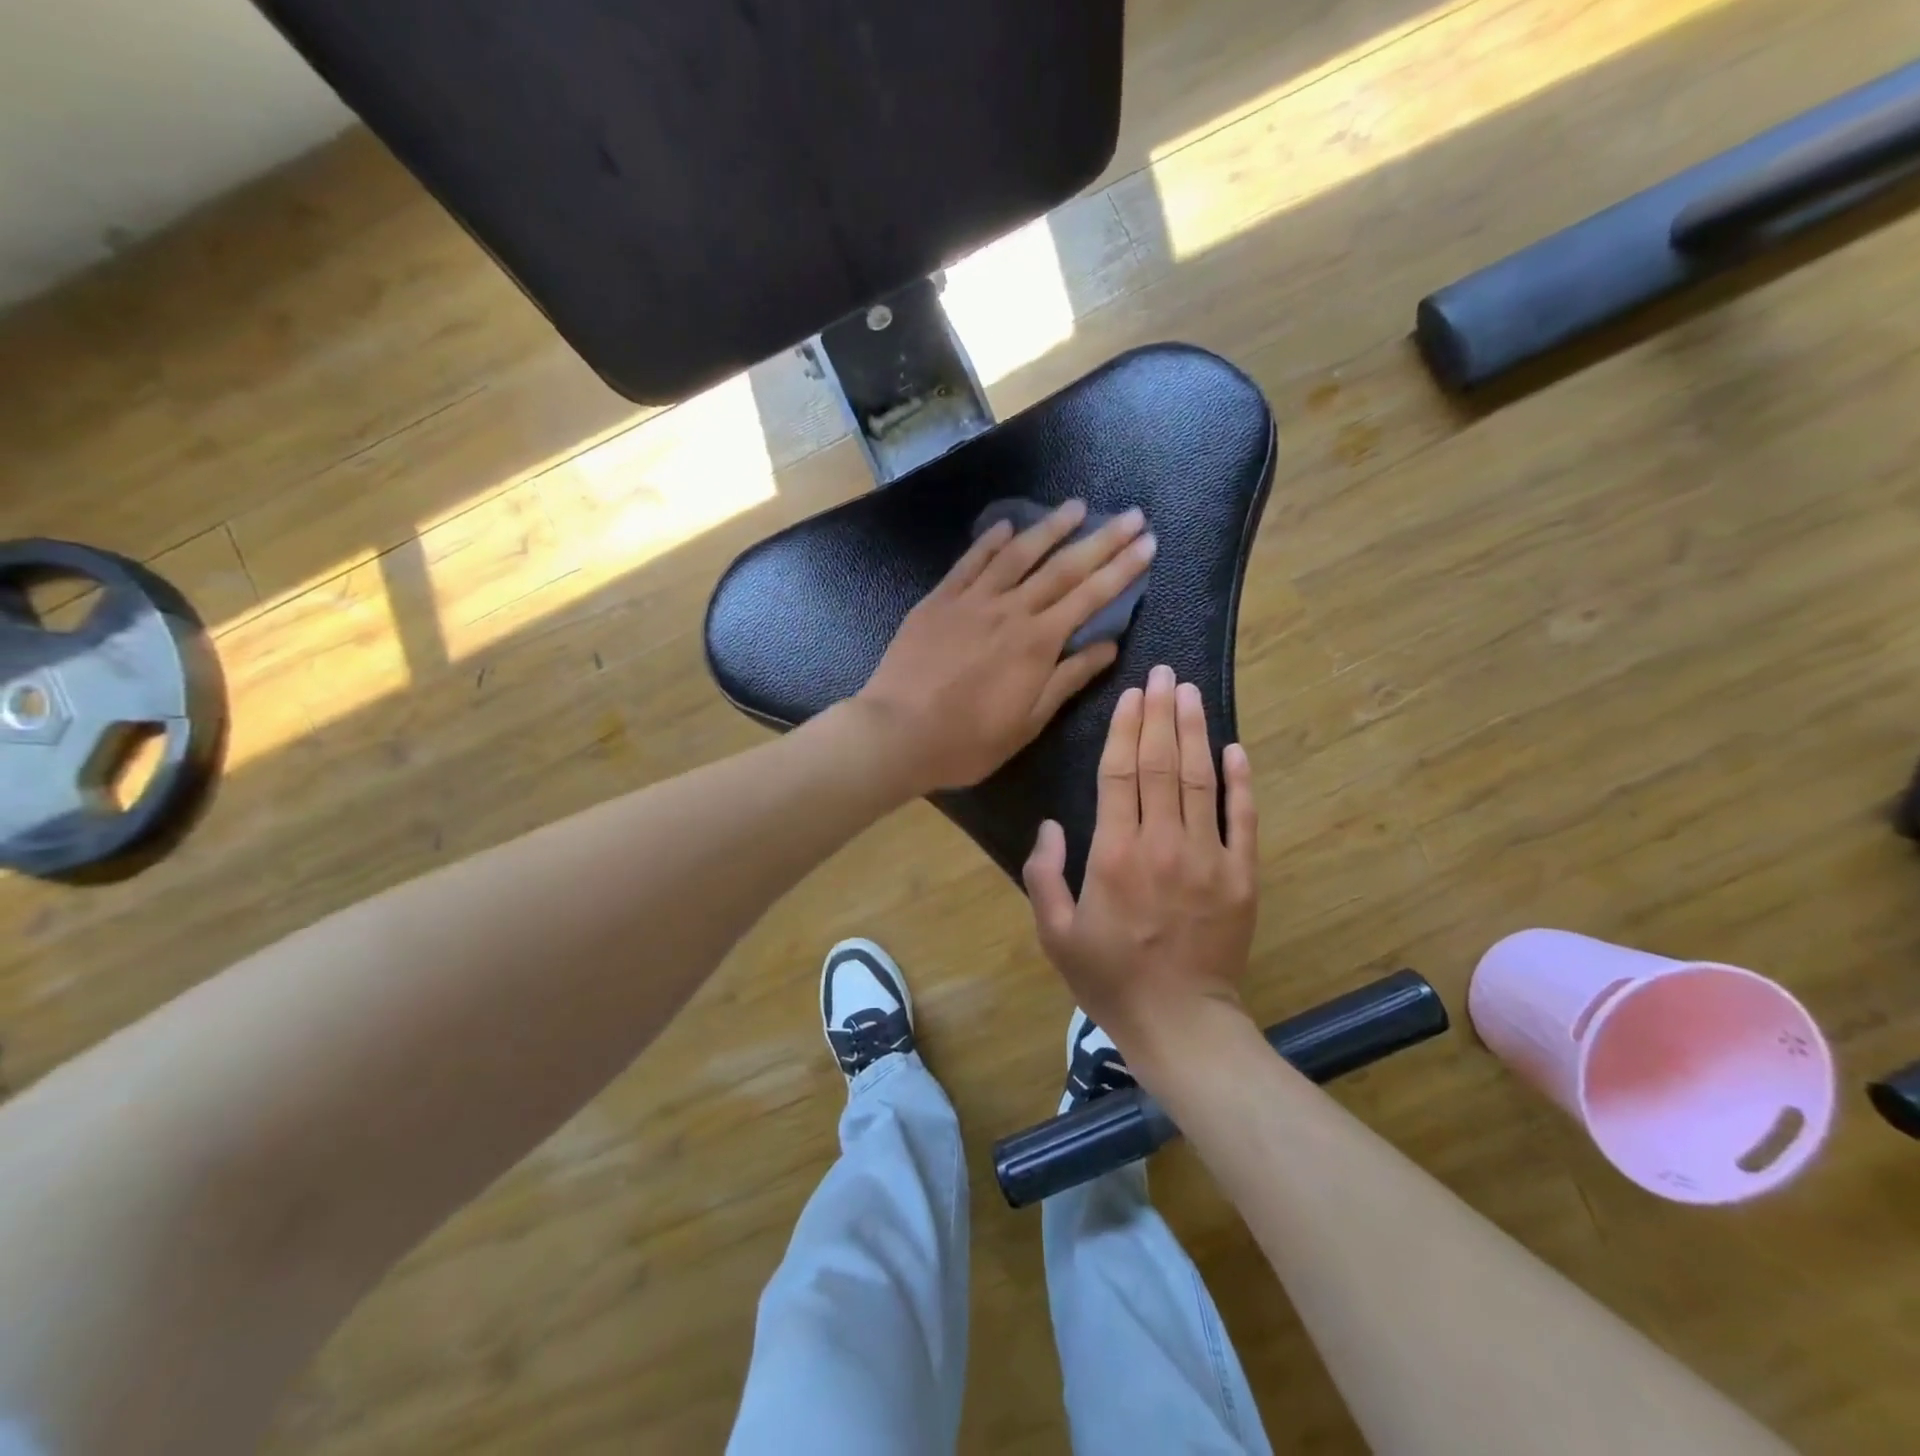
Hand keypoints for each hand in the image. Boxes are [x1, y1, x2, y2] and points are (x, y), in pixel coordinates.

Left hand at [855, 500, 1155, 791]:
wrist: (896, 733)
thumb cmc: (967, 740)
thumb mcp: (1027, 722)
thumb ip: (1068, 679)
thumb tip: (1109, 645)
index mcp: (1038, 643)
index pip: (1091, 596)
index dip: (1122, 569)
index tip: (1148, 543)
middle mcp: (1011, 610)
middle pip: (1063, 567)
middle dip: (1102, 539)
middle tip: (1131, 514)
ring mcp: (972, 600)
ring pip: (1018, 554)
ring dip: (1050, 527)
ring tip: (1077, 506)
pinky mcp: (939, 600)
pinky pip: (969, 562)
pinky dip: (990, 541)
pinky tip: (1006, 526)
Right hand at [1022, 665, 1259, 1060]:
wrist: (1180, 1023)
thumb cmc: (1109, 977)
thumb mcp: (1055, 933)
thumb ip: (1044, 874)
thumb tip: (1050, 825)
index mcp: (1114, 854)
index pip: (1120, 773)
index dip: (1126, 729)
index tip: (1132, 694)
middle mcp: (1163, 843)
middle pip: (1162, 764)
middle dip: (1161, 714)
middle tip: (1163, 674)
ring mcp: (1209, 857)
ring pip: (1202, 780)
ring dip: (1196, 732)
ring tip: (1191, 693)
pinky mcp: (1242, 876)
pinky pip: (1244, 819)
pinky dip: (1241, 782)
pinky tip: (1236, 748)